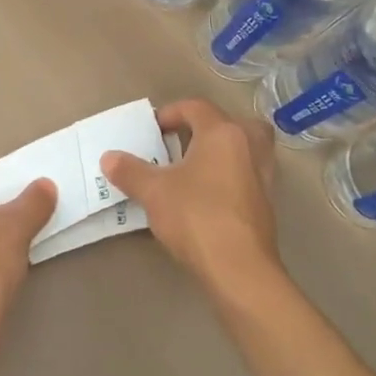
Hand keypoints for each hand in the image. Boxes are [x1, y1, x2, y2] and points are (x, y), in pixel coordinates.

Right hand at [101, 99, 277, 293]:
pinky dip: (231, 176)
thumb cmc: (196, 216)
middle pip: (232, 123)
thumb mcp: (153, 191)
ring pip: (247, 149)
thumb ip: (130, 171)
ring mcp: (263, 176)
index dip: (171, 113)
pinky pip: (248, 175)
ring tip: (196, 168)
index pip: (197, 108)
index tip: (152, 130)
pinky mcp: (267, 203)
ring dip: (223, 152)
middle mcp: (249, 147)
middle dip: (208, 128)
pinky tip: (209, 195)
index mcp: (223, 133)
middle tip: (184, 143)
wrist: (238, 268)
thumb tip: (108, 158)